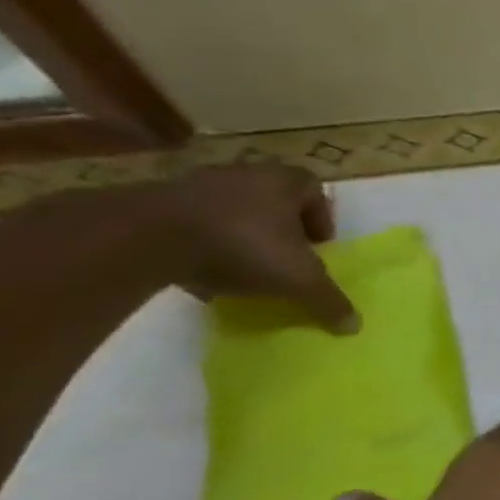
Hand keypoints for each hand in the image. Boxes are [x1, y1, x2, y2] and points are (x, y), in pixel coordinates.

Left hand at [157, 164, 357, 332]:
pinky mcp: (155, 202)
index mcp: (286, 181)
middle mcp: (246, 174)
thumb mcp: (297, 279)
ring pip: (231, 210)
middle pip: (273, 199)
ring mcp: (197, 185)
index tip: (317, 247)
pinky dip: (199, 243)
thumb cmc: (242, 245)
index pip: (315, 191)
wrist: (144, 236)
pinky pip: (190, 222)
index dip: (320, 219)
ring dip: (239, 235)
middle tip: (282, 257)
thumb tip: (354, 326)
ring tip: (240, 268)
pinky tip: (199, 271)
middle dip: (280, 227)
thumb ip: (327, 299)